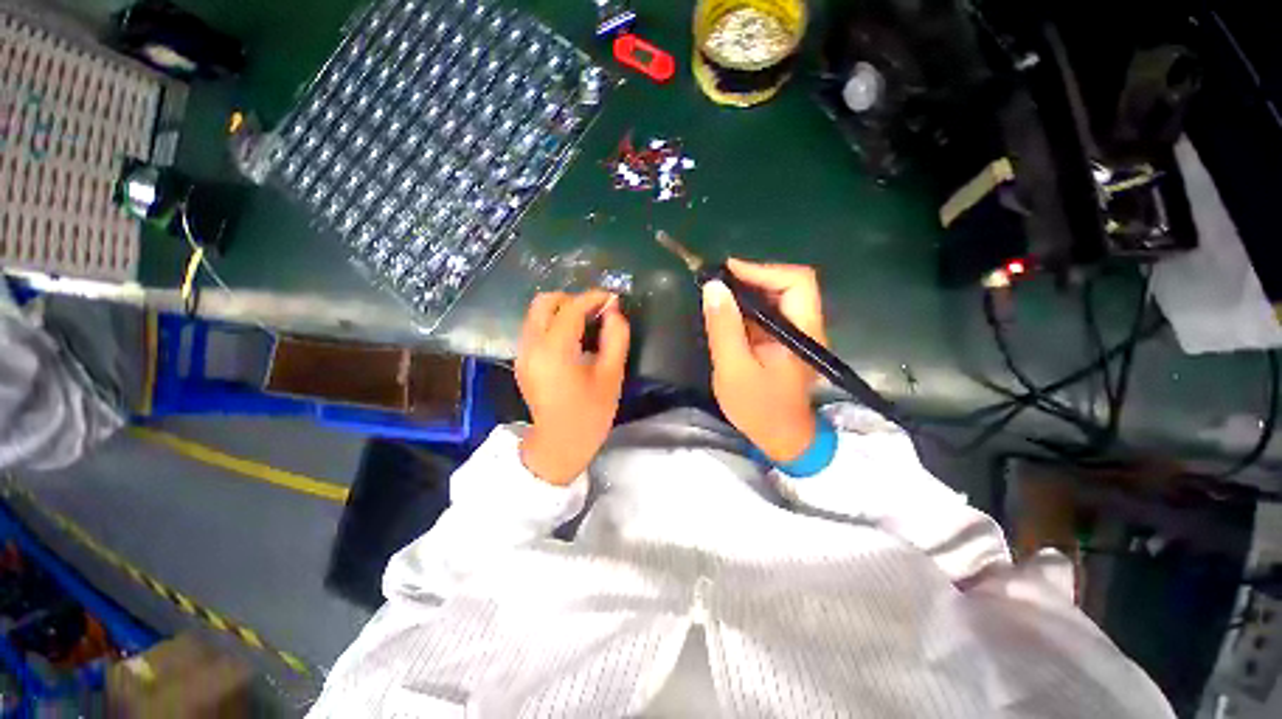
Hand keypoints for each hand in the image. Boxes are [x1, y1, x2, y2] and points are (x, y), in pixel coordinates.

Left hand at [516, 290, 630, 484]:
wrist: (559, 445)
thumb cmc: (590, 414)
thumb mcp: (611, 376)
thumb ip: (616, 338)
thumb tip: (614, 312)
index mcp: (554, 351)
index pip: (571, 309)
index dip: (593, 298)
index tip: (613, 298)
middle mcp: (531, 346)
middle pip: (544, 302)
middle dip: (572, 299)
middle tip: (597, 310)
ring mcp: (522, 354)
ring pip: (536, 313)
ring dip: (562, 309)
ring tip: (588, 322)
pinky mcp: (522, 361)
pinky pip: (534, 328)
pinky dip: (553, 322)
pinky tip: (573, 338)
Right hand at [702, 259, 827, 462]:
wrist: (780, 438)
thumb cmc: (758, 408)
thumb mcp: (734, 368)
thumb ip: (724, 327)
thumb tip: (713, 287)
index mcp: (802, 332)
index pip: (797, 282)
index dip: (763, 270)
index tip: (727, 272)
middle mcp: (806, 326)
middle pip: (788, 284)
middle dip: (752, 277)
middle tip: (717, 283)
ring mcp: (796, 333)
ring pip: (777, 297)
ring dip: (748, 291)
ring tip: (717, 295)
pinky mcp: (785, 341)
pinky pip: (768, 312)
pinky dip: (747, 307)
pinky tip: (727, 313)